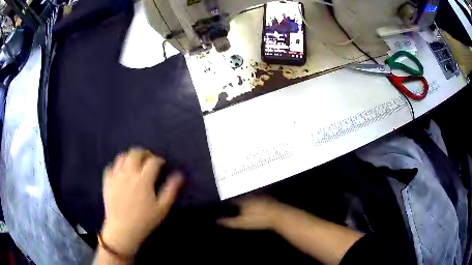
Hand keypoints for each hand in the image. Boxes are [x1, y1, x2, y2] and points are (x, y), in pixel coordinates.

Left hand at [101, 148, 183, 256]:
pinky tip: (121, 172)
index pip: (152, 161)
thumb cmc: (144, 221)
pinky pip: (110, 167)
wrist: (123, 230)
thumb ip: (171, 190)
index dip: (158, 159)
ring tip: (135, 163)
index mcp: (143, 180)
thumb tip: (179, 175)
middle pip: (135, 153)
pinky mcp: (107, 182)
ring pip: (122, 157)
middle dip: (143, 152)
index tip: (161, 163)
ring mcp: (116, 177)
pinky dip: (117, 166)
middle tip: (148, 158)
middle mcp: (128, 174)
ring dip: (130, 157)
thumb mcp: (162, 208)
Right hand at [217, 196, 282, 229]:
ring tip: (240, 201)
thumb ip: (229, 222)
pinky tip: (254, 202)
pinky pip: (257, 195)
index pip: (231, 200)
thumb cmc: (259, 219)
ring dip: (244, 197)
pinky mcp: (267, 196)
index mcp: (242, 200)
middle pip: (239, 196)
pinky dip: (253, 197)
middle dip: (235, 198)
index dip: (227, 203)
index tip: (223, 206)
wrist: (279, 215)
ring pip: (248, 194)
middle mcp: (249, 194)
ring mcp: (259, 194)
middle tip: (231, 203)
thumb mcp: (242, 223)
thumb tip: (216, 220)